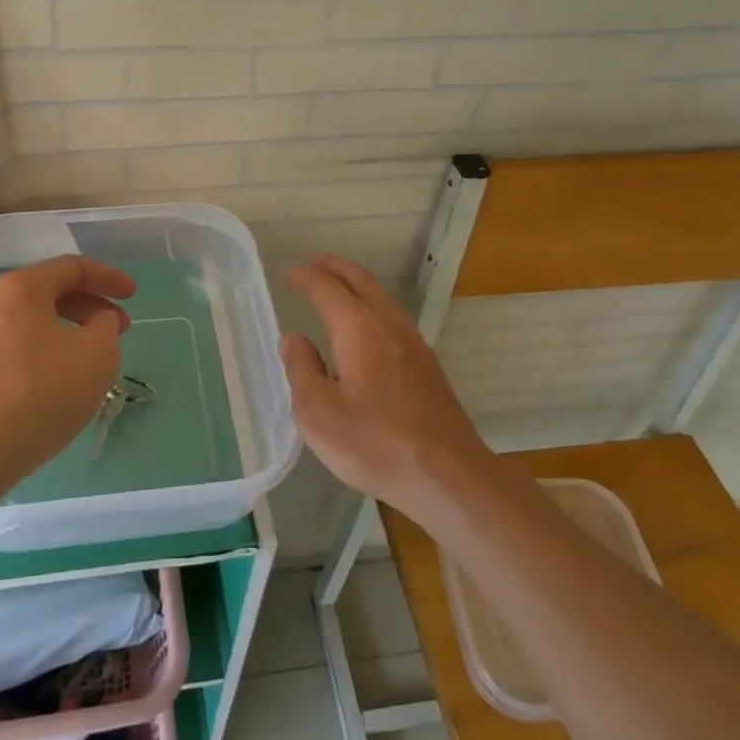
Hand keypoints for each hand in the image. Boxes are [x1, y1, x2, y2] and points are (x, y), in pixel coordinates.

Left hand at [0, 254, 135, 495]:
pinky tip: (64, 384)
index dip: (108, 277)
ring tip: (96, 360)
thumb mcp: (97, 354)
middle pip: (51, 294)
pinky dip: (49, 355)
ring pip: (35, 325)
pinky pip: (20, 351)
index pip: (72, 268)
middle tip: (119, 329)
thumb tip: (96, 323)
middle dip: (90, 307)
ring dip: (71, 334)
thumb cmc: (41, 391)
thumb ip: (106, 328)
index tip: (133, 295)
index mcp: (21, 288)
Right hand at [281, 253, 493, 525]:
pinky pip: (394, 317)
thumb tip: (294, 339)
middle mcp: (388, 325)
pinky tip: (370, 326)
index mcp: (358, 329)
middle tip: (317, 263)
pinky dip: (374, 305)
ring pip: (383, 298)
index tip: (291, 274)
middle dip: (337, 268)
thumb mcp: (319, 414)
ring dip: (358, 284)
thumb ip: (302, 370)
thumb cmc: (375, 444)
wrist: (449, 476)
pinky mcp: (428, 365)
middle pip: (362, 282)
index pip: (328, 290)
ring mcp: (414, 343)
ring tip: (340, 286)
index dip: (307, 279)